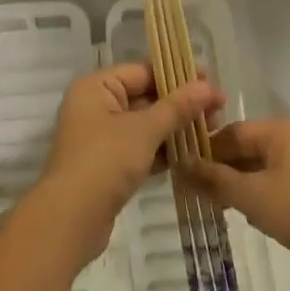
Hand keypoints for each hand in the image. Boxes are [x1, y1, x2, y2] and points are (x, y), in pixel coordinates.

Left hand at [36, 62, 223, 264]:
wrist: (71, 219)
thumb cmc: (105, 161)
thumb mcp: (144, 130)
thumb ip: (177, 107)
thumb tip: (207, 86)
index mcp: (96, 87)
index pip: (142, 71)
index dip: (178, 75)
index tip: (211, 83)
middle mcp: (95, 105)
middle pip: (144, 96)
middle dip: (180, 103)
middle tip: (218, 109)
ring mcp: (100, 136)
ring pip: (144, 124)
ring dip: (175, 127)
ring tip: (213, 129)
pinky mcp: (108, 164)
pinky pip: (140, 147)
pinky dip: (162, 150)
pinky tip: (192, 153)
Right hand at [184, 119, 289, 290]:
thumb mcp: (252, 196)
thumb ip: (215, 179)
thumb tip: (181, 163)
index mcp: (281, 131)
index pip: (232, 132)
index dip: (206, 150)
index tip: (182, 170)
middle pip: (249, 150)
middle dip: (223, 170)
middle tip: (196, 193)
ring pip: (266, 171)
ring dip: (242, 187)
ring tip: (218, 208)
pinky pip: (283, 188)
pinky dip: (264, 199)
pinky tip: (253, 219)